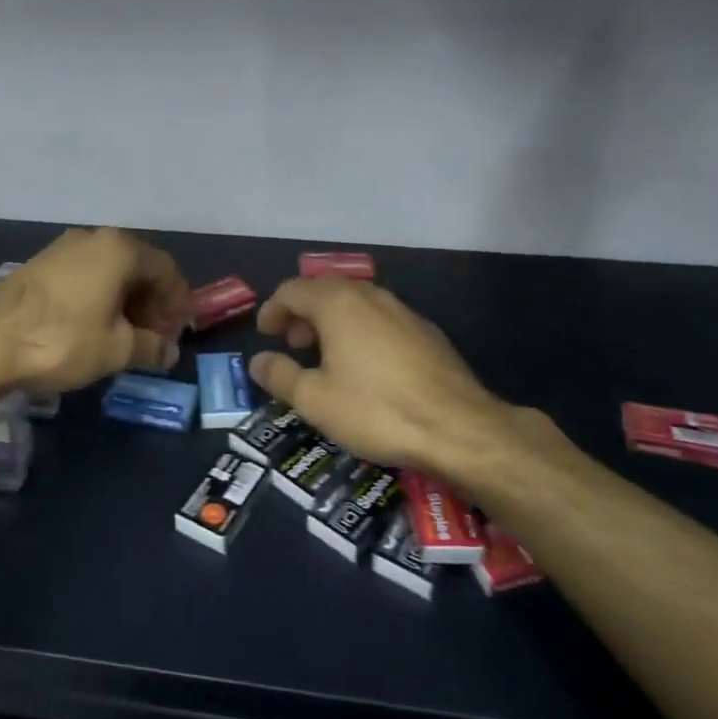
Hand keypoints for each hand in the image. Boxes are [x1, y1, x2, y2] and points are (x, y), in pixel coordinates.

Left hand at [0, 228, 189, 392]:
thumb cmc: (62, 340)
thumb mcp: (116, 350)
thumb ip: (151, 347)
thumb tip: (170, 351)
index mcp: (120, 249)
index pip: (166, 269)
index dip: (177, 302)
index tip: (176, 332)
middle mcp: (94, 238)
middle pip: (138, 267)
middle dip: (151, 302)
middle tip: (152, 337)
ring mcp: (64, 248)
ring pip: (110, 271)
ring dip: (125, 301)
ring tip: (124, 337)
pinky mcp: (41, 263)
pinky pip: (85, 275)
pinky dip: (99, 297)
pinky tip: (93, 327)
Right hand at [249, 277, 556, 486]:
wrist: (460, 428)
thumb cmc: (376, 410)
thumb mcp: (315, 400)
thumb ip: (280, 376)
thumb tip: (258, 361)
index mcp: (338, 303)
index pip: (293, 290)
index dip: (273, 309)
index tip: (265, 333)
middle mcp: (370, 296)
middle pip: (325, 290)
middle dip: (302, 313)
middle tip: (293, 345)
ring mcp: (402, 310)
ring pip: (355, 302)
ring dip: (332, 321)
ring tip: (326, 356)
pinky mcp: (426, 331)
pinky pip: (380, 318)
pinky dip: (360, 331)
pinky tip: (366, 366)